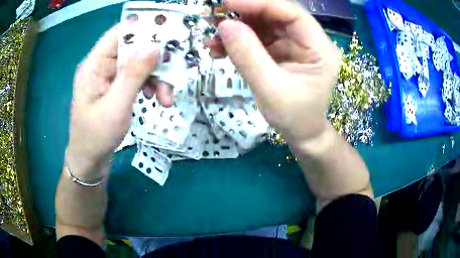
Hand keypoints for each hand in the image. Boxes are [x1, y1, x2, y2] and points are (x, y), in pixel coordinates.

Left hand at [67, 25, 170, 177]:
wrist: (89, 162)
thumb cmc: (96, 136)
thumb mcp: (116, 105)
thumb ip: (134, 74)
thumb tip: (155, 47)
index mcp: (94, 64)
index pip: (119, 33)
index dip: (143, 29)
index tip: (166, 36)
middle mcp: (101, 66)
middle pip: (133, 49)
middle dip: (154, 62)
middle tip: (173, 75)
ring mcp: (108, 78)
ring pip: (138, 65)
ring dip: (155, 78)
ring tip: (167, 99)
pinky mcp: (114, 89)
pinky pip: (135, 79)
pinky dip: (149, 86)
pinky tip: (156, 99)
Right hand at [209, 0, 339, 143]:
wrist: (301, 134)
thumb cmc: (294, 117)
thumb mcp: (270, 89)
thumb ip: (248, 56)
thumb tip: (224, 25)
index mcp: (319, 47)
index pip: (291, 13)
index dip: (260, 3)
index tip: (229, 2)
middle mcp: (308, 40)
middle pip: (276, 15)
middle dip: (244, 14)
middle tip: (215, 17)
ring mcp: (294, 45)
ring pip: (264, 25)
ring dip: (237, 28)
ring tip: (212, 39)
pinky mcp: (280, 52)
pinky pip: (258, 39)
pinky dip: (237, 41)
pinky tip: (218, 48)